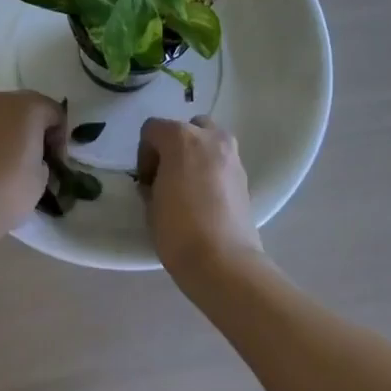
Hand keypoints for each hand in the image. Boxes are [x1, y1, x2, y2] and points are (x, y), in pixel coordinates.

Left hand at [0, 90, 65, 244]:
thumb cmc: (9, 189)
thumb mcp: (42, 177)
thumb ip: (43, 158)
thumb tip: (34, 158)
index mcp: (30, 105)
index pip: (56, 114)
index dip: (61, 139)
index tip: (57, 163)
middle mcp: (3, 98)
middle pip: (30, 108)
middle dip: (39, 129)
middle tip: (41, 159)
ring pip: (7, 115)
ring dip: (17, 131)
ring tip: (18, 161)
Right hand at [136, 116, 263, 284]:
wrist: (224, 262)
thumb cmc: (179, 230)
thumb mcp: (151, 204)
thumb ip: (152, 182)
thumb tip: (157, 182)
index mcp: (180, 137)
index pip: (152, 129)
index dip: (144, 153)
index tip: (146, 181)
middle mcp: (209, 137)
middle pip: (185, 127)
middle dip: (174, 146)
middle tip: (167, 176)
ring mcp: (231, 154)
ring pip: (209, 140)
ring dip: (196, 154)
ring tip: (189, 185)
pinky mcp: (245, 175)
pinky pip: (222, 161)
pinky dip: (212, 169)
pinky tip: (206, 197)